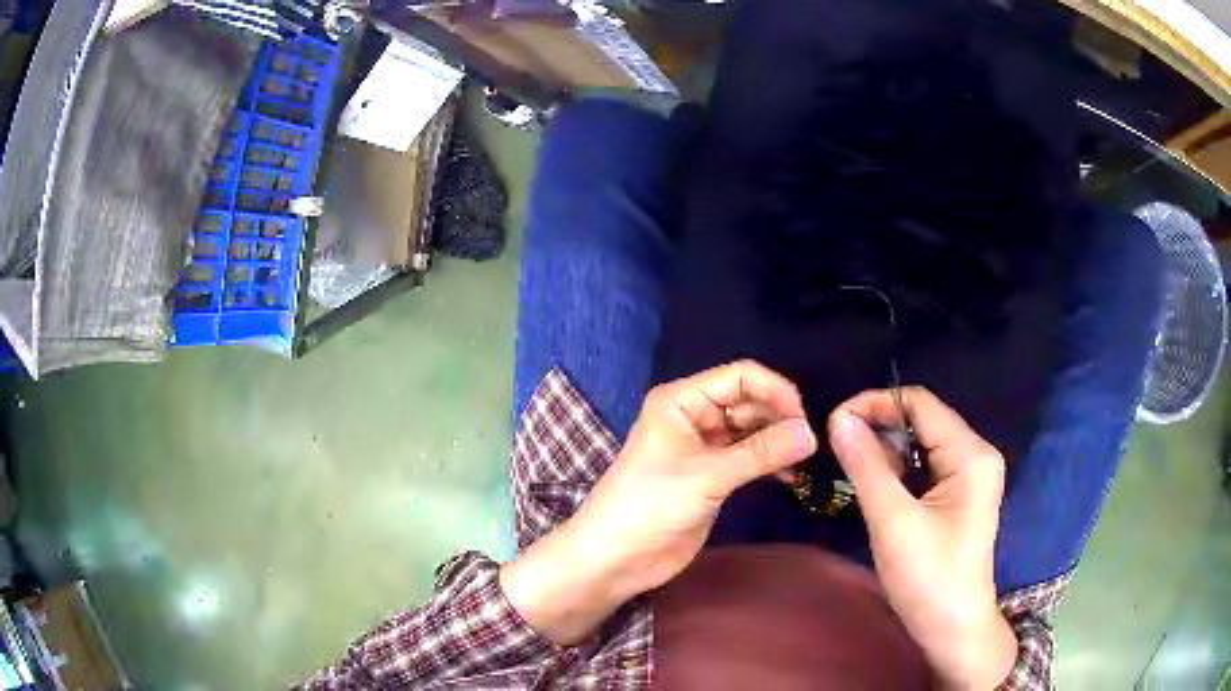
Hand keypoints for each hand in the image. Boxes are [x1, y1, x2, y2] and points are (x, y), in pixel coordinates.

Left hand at [502, 361, 816, 644]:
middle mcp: (695, 416)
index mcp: (682, 400)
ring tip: (804, 461)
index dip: (775, 391)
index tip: (804, 420)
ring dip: (778, 442)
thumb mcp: (706, 477)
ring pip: (752, 430)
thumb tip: (811, 433)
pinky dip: (770, 463)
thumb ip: (760, 453)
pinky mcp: (713, 475)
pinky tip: (790, 478)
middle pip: (749, 401)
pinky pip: (749, 458)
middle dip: (780, 418)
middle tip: (808, 445)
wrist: (616, 557)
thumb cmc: (650, 506)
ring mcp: (705, 446)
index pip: (740, 376)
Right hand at [829, 388, 1015, 689]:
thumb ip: (866, 466)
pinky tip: (876, 485)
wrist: (953, 628)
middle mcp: (976, 454)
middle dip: (879, 427)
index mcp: (970, 453)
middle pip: (922, 420)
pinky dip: (899, 470)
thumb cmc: (928, 577)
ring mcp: (971, 475)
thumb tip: (837, 419)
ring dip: (886, 450)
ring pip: (922, 444)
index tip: (834, 422)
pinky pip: (926, 467)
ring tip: (850, 466)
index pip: (920, 403)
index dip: (875, 403)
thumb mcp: (893, 521)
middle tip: (837, 446)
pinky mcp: (961, 495)